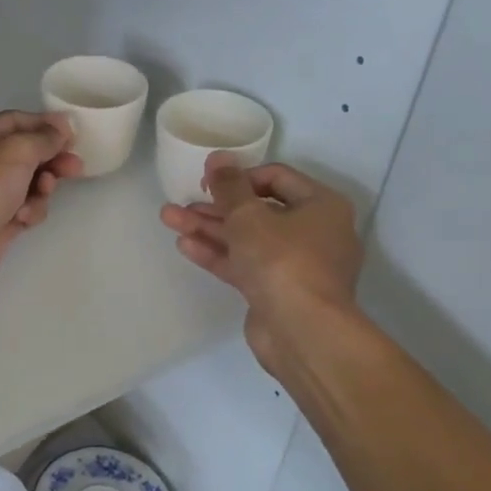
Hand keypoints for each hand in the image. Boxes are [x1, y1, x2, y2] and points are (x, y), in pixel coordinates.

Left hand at [0, 110, 83, 293]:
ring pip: (28, 183)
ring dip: (42, 187)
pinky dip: (29, 211)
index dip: (45, 125)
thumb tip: (63, 126)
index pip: (15, 121)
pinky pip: (24, 209)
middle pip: (25, 154)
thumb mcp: (17, 150)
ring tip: (44, 191)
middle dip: (51, 159)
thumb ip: (45, 137)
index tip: (74, 133)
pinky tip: (23, 217)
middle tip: (76, 167)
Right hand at [159, 155, 364, 372]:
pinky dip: (218, 254)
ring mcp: (295, 265)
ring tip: (169, 218)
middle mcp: (314, 232)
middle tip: (182, 201)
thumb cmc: (282, 260)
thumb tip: (219, 157)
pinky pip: (245, 264)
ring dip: (209, 228)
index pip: (276, 177)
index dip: (239, 175)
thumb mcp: (248, 215)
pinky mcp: (277, 291)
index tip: (208, 181)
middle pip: (258, 210)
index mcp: (321, 206)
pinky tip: (185, 245)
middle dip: (216, 206)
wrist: (302, 332)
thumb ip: (229, 185)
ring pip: (247, 238)